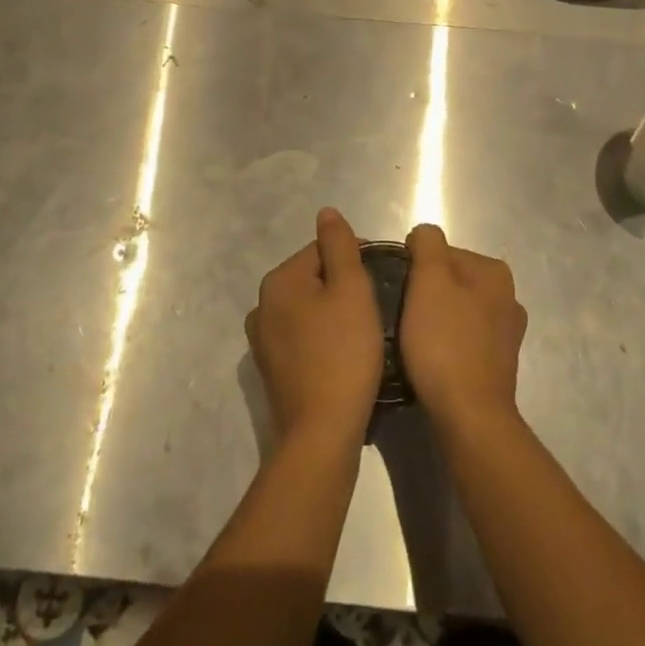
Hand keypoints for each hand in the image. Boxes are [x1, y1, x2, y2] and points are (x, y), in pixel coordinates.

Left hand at [246, 207, 383, 450]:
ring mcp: (263, 341)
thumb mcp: (351, 290)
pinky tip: (344, 355)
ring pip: (308, 309)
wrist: (322, 433)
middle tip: (376, 307)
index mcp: (278, 280)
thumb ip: (339, 246)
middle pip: (313, 278)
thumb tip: (326, 212)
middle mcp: (262, 305)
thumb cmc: (343, 353)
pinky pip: (302, 338)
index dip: (355, 259)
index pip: (321, 250)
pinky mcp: (272, 370)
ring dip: (333, 313)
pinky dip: (323, 338)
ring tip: (363, 332)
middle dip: (343, 286)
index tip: (382, 279)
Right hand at [400, 224, 526, 430]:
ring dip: (434, 319)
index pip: (441, 252)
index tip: (399, 291)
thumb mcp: (428, 280)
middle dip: (425, 293)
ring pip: (455, 310)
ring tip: (412, 340)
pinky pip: (462, 339)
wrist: (469, 416)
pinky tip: (430, 359)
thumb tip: (423, 236)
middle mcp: (508, 297)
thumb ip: (427, 244)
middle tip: (401, 315)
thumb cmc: (444, 342)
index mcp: (494, 271)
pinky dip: (445, 344)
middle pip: (450, 280)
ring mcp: (506, 333)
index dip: (414, 267)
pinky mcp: (498, 364)